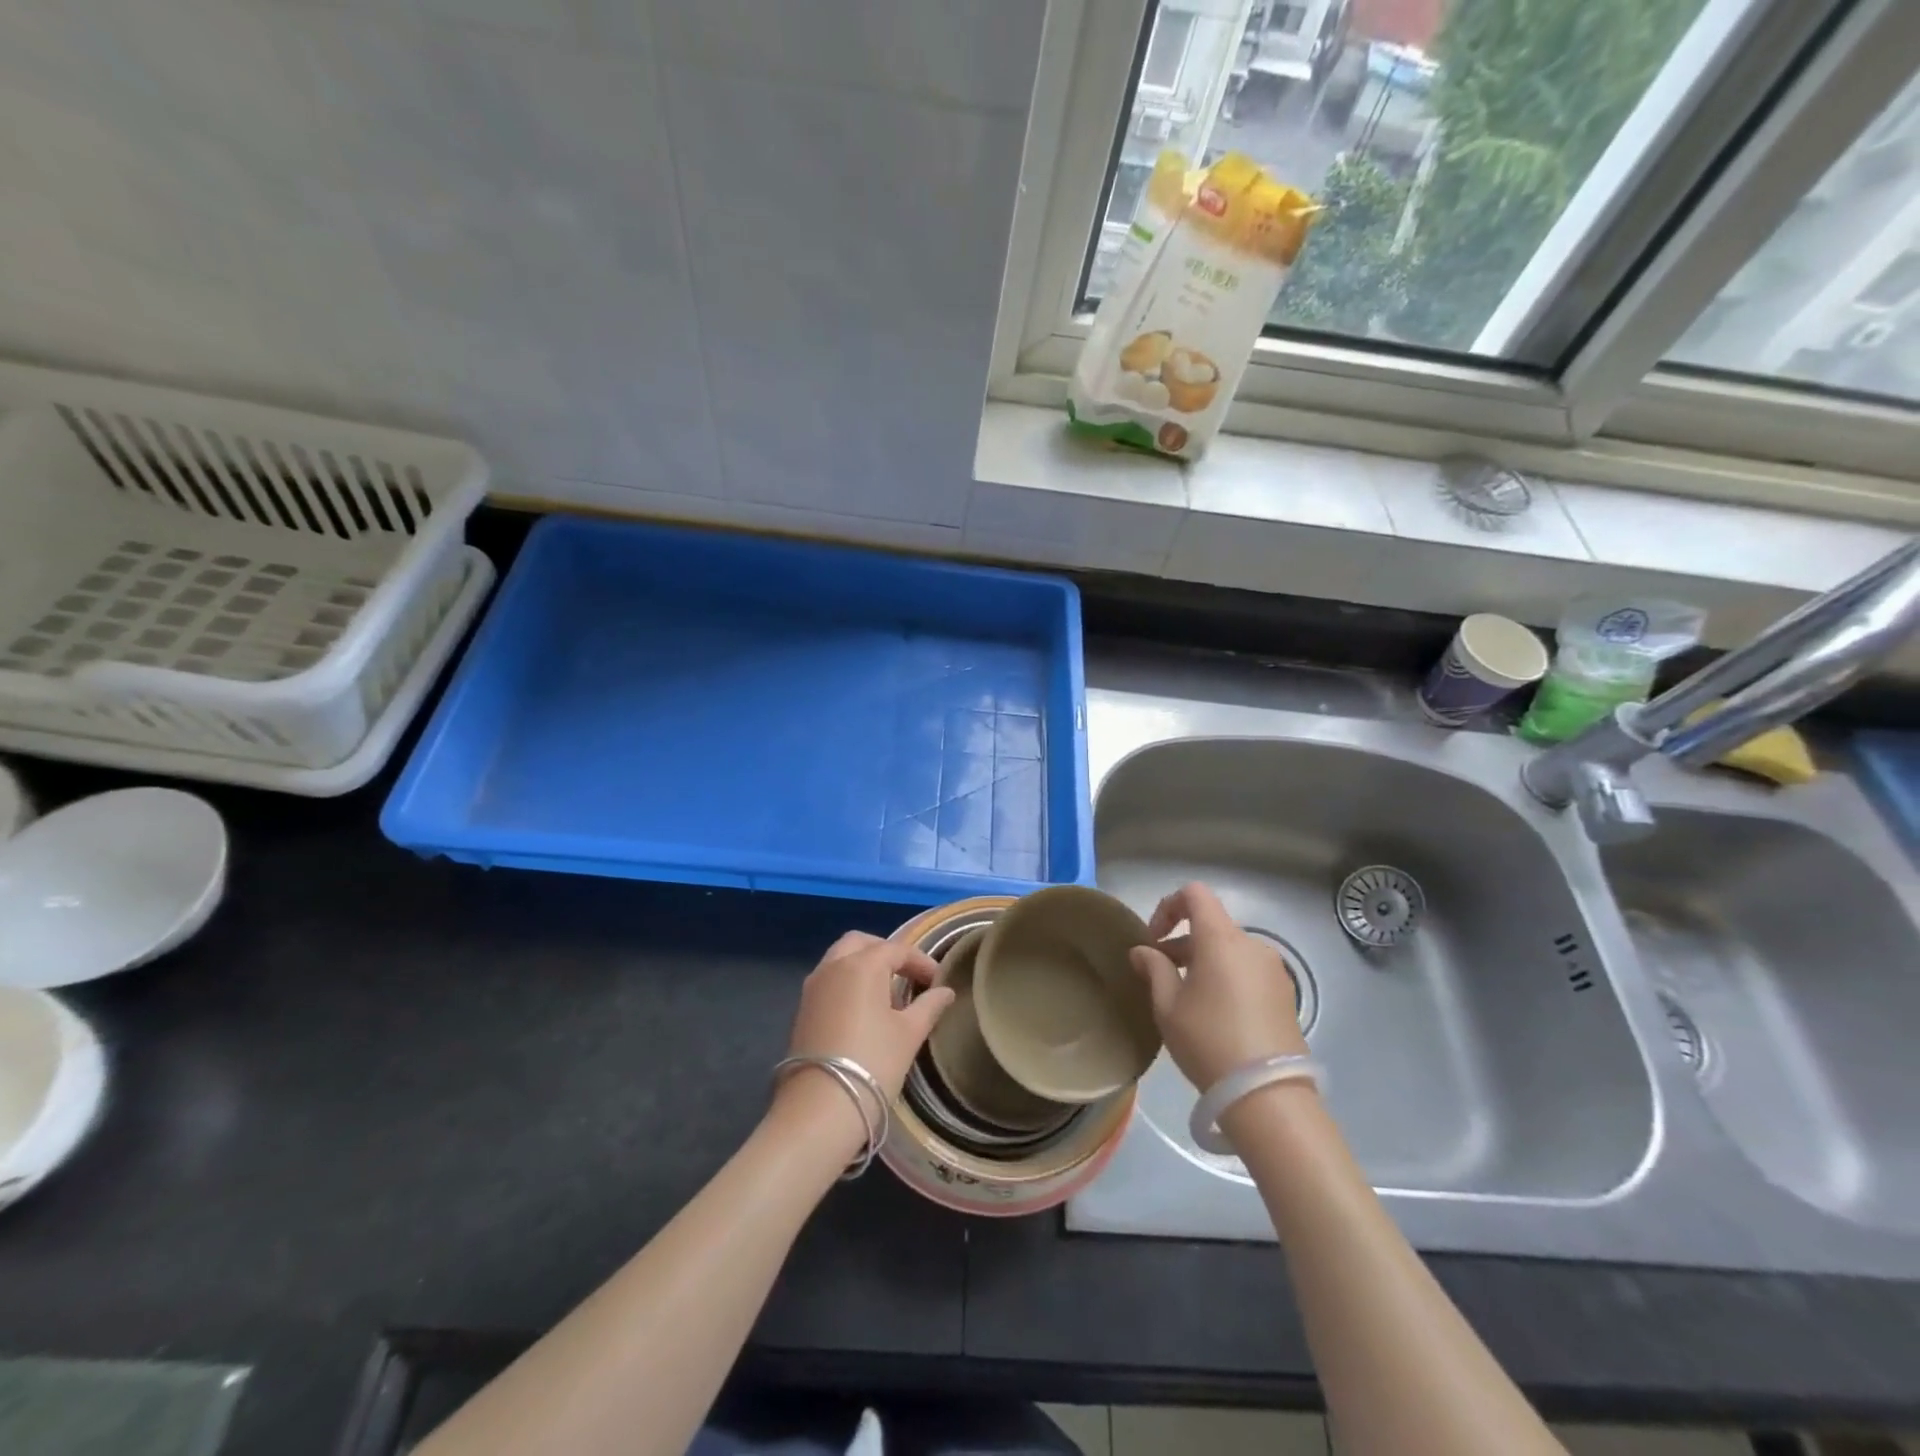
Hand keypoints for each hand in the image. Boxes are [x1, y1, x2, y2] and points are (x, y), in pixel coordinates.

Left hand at [780, 932, 953, 1119]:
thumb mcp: (909, 1034)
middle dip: (886, 952)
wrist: (819, 1108)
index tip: (938, 981)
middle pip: (861, 943)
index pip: (896, 950)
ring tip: (887, 994)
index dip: (921, 962)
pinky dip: (847, 982)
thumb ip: (929, 1006)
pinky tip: (863, 1010)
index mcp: (862, 965)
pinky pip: (828, 980)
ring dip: (863, 966)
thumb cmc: (873, 1063)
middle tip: (907, 975)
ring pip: (840, 959)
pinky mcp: (802, 1010)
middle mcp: (833, 966)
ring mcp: (812, 987)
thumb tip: (945, 991)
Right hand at [1129, 882, 1306, 1090]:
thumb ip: (1154, 969)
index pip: (1195, 894)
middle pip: (1211, 925)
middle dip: (1182, 942)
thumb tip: (1142, 951)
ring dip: (1203, 961)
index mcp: (1221, 939)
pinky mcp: (1285, 995)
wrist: (1268, 1096)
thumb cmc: (1209, 1041)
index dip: (1168, 906)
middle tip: (1160, 975)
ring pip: (1230, 950)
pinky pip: (1247, 970)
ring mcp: (1273, 970)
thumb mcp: (1168, 1006)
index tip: (1153, 938)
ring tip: (1185, 998)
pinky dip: (1226, 977)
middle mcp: (1252, 944)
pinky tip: (1214, 1014)